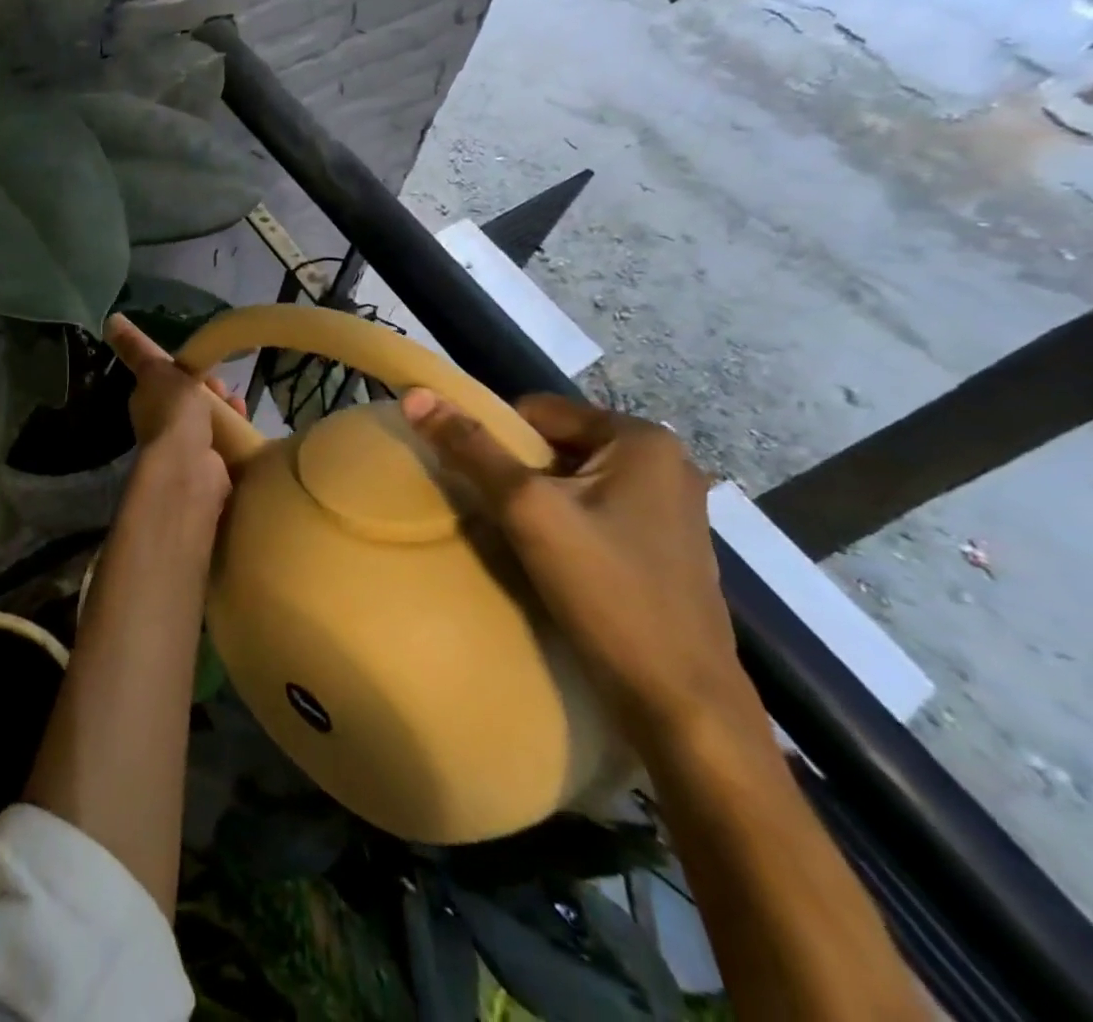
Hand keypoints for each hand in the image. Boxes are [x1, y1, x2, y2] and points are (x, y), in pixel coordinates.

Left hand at [104, 314, 244, 514]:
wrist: (190, 466)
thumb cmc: (172, 412)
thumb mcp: (155, 368)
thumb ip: (137, 347)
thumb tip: (110, 319)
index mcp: (148, 403)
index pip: (170, 382)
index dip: (190, 372)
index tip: (206, 368)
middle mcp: (165, 427)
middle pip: (194, 402)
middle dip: (213, 392)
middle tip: (225, 388)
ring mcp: (188, 450)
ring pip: (212, 423)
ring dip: (227, 411)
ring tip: (239, 405)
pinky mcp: (211, 468)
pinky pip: (226, 444)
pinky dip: (237, 433)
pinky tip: (245, 425)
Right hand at [401, 389, 760, 756]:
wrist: (680, 701)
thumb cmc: (606, 590)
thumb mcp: (527, 510)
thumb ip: (471, 448)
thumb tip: (415, 395)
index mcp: (641, 438)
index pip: (537, 410)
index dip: (496, 439)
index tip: (475, 481)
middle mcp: (665, 462)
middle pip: (556, 444)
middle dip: (517, 473)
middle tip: (494, 513)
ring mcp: (671, 507)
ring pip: (572, 481)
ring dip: (537, 501)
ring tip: (517, 538)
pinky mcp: (665, 545)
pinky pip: (595, 511)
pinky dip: (564, 524)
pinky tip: (551, 559)